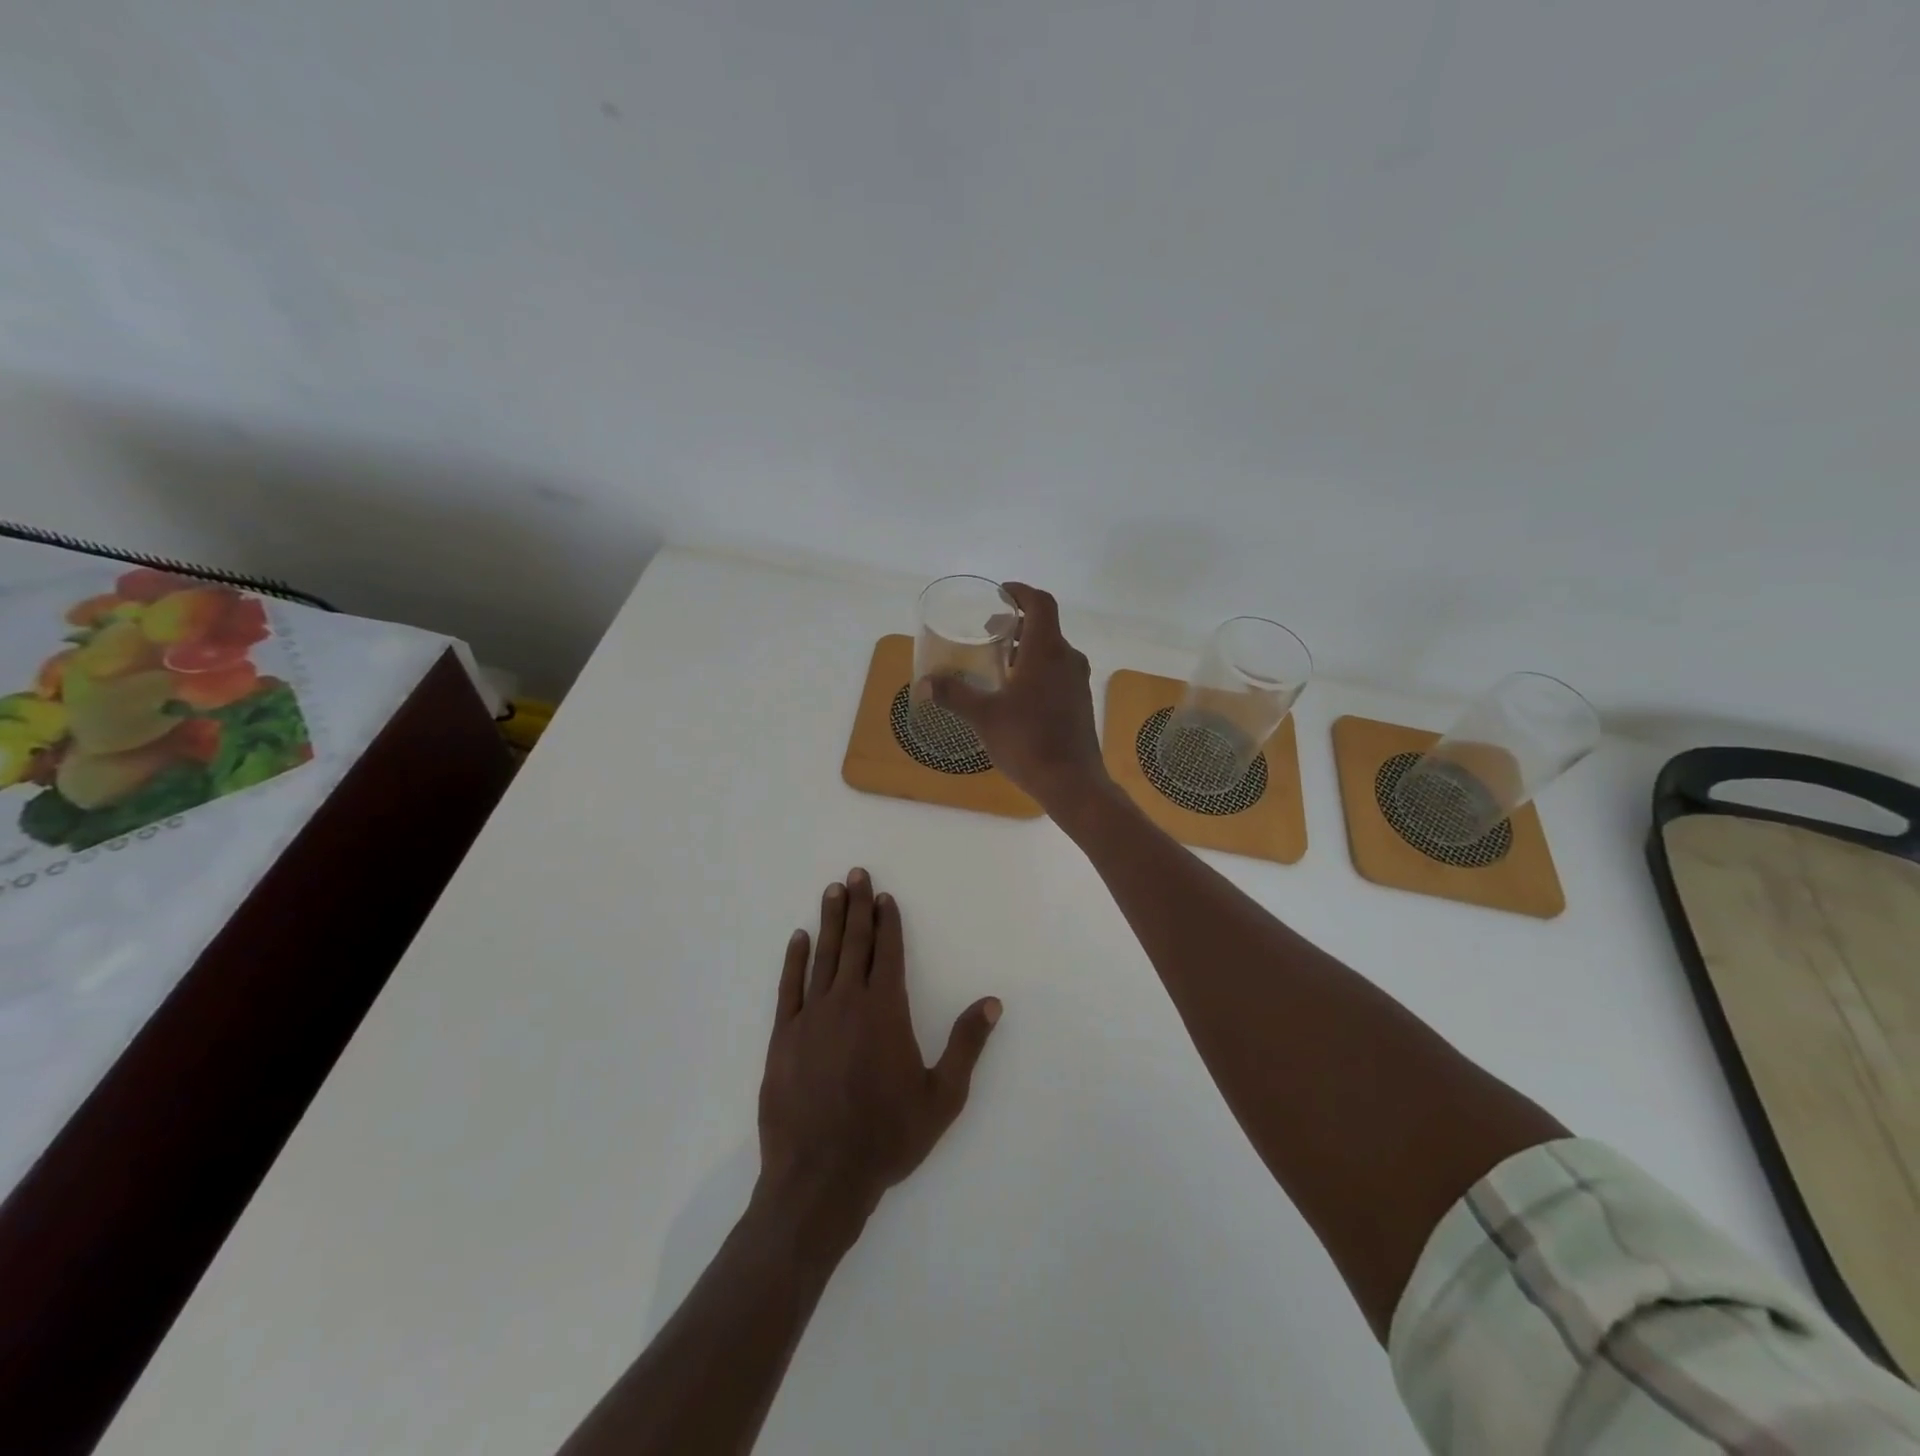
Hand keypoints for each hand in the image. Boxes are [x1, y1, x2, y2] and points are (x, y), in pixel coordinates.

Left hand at [757, 869, 1001, 1234]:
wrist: (820, 1178)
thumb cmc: (887, 1137)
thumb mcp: (942, 1096)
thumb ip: (966, 1045)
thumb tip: (991, 1002)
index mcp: (886, 1010)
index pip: (889, 952)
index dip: (888, 922)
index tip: (884, 897)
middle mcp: (848, 1001)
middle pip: (854, 943)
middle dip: (857, 907)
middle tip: (855, 874)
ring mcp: (811, 1016)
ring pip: (822, 956)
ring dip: (829, 922)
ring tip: (832, 891)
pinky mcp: (783, 1036)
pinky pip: (789, 986)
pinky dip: (794, 959)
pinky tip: (798, 938)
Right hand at [930, 582, 1108, 814]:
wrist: (1071, 782)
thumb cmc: (1027, 741)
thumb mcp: (984, 716)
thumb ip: (953, 695)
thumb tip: (923, 683)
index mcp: (1046, 651)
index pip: (1040, 603)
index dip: (1021, 592)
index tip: (1001, 594)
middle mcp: (1067, 659)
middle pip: (1045, 626)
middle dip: (1017, 623)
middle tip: (990, 632)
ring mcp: (1077, 681)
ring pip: (1052, 650)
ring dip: (1026, 647)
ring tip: (999, 662)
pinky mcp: (1080, 701)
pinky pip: (1058, 671)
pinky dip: (1037, 668)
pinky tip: (1017, 692)